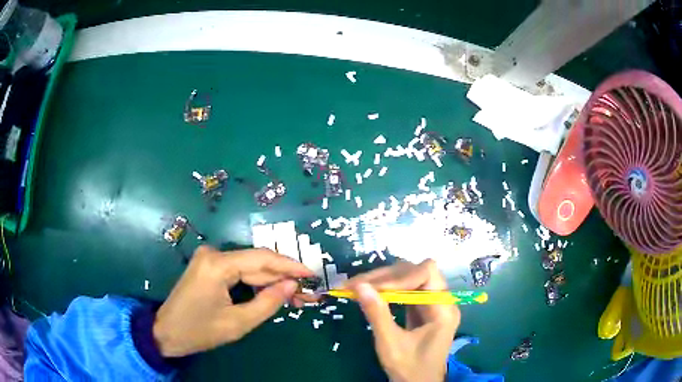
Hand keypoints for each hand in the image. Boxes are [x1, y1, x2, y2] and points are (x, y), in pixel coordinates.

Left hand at [153, 245, 313, 356]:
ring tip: (295, 295)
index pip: (261, 259)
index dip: (290, 266)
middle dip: (282, 277)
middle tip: (307, 290)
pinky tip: (271, 292)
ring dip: (270, 281)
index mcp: (217, 265)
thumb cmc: (200, 331)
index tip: (312, 273)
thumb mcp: (238, 323)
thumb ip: (268, 302)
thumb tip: (292, 286)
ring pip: (248, 267)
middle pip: (256, 262)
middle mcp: (213, 254)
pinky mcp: (208, 266)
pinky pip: (238, 272)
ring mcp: (209, 258)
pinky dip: (255, 283)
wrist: (166, 332)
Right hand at [345, 260, 459, 381]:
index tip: (371, 287)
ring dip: (384, 280)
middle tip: (356, 284)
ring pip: (410, 278)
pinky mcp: (424, 309)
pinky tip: (372, 294)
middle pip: (417, 272)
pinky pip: (407, 290)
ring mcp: (434, 304)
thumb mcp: (390, 345)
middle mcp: (442, 301)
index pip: (426, 273)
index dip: (399, 276)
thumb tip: (359, 286)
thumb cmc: (409, 369)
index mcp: (443, 310)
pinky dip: (388, 290)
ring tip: (359, 287)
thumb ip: (377, 314)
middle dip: (386, 276)